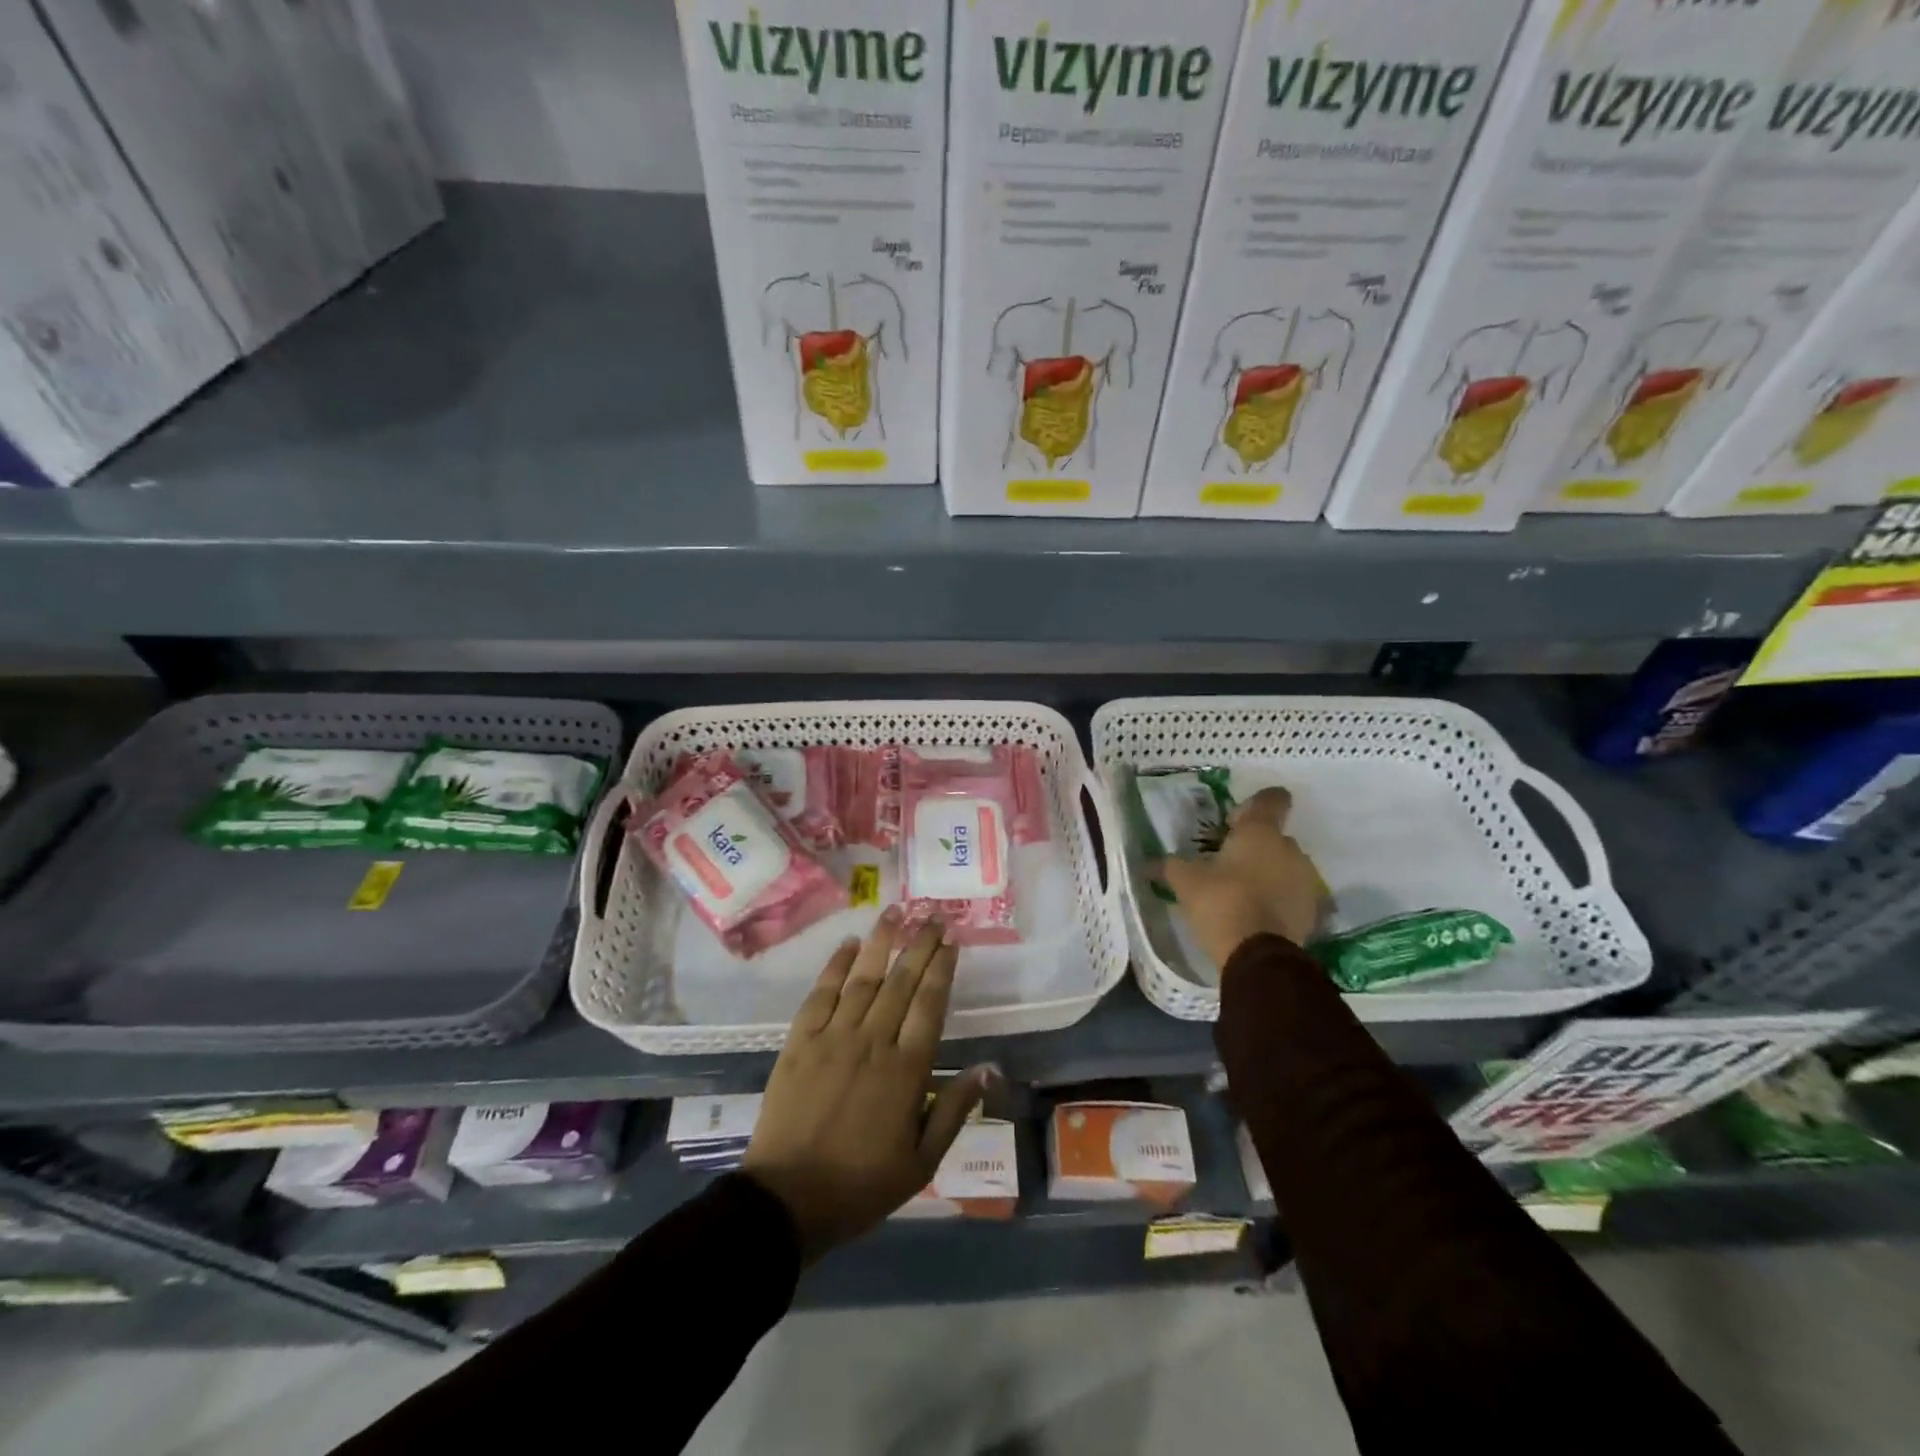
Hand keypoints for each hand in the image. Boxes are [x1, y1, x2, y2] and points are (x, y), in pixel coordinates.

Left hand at [743, 909, 991, 1263]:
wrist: (787, 1201)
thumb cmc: (861, 1185)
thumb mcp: (921, 1162)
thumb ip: (953, 1110)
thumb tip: (988, 1068)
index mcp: (906, 1070)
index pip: (930, 1004)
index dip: (942, 969)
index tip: (952, 941)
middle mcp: (872, 1041)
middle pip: (901, 982)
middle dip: (920, 945)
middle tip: (933, 916)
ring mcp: (833, 1037)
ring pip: (863, 978)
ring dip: (881, 943)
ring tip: (895, 911)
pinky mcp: (800, 1042)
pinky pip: (821, 994)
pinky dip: (836, 966)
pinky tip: (849, 945)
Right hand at [1149, 786, 1327, 970]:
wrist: (1259, 955)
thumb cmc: (1221, 902)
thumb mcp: (1185, 881)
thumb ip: (1168, 866)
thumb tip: (1145, 864)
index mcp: (1260, 832)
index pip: (1271, 799)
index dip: (1255, 805)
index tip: (1235, 820)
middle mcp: (1289, 849)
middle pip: (1275, 836)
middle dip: (1254, 846)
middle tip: (1227, 864)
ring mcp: (1305, 880)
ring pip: (1285, 866)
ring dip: (1268, 873)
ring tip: (1242, 892)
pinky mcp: (1312, 910)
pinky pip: (1292, 894)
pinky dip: (1278, 899)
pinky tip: (1256, 914)